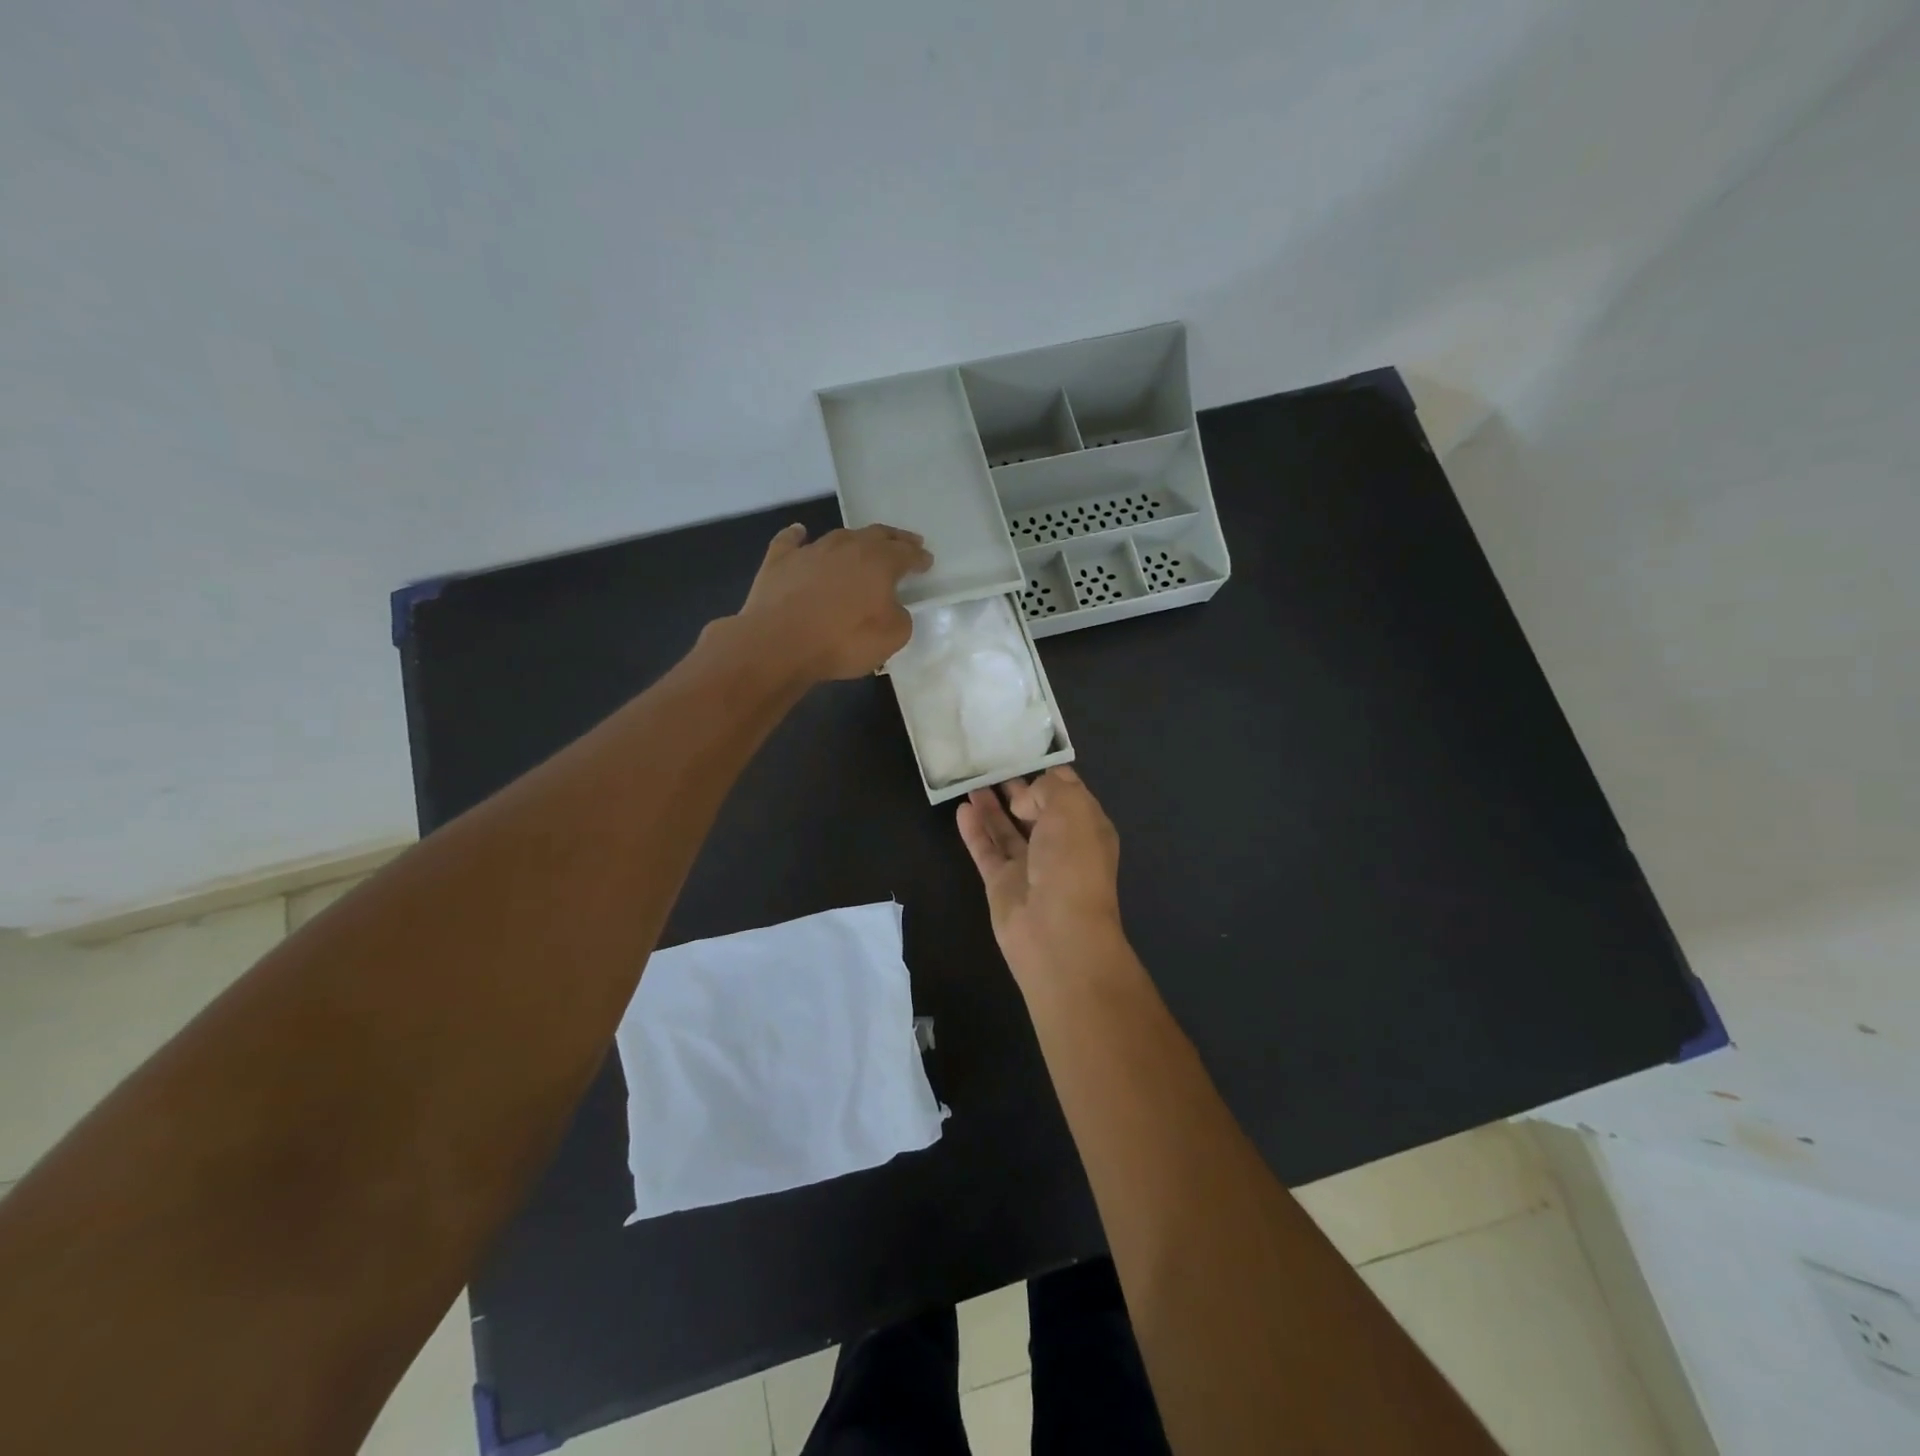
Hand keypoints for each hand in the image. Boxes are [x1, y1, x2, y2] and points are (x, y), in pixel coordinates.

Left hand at [732, 523, 932, 682]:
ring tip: (862, 544)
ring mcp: (811, 550)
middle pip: (876, 535)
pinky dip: (798, 536)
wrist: (779, 643)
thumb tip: (892, 608)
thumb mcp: (892, 637)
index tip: (927, 561)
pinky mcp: (779, 561)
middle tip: (906, 542)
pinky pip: (791, 541)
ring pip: (839, 536)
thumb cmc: (843, 641)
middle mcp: (847, 547)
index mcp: (879, 562)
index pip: (906, 553)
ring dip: (855, 539)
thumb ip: (900, 617)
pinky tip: (800, 533)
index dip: (918, 557)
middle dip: (894, 539)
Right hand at [957, 767, 1125, 990]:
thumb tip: (1024, 799)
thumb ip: (1047, 789)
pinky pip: (987, 850)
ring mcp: (1030, 866)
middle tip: (991, 764)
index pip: (1067, 792)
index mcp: (1087, 827)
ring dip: (992, 806)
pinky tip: (961, 809)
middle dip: (1018, 788)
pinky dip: (975, 830)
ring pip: (1008, 829)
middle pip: (1035, 810)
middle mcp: (1060, 845)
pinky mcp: (1002, 883)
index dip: (1047, 774)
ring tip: (973, 780)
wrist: (1056, 931)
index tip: (1023, 752)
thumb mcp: (1071, 808)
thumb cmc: (1072, 862)